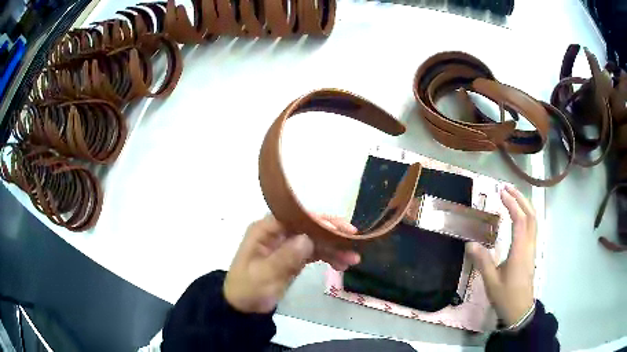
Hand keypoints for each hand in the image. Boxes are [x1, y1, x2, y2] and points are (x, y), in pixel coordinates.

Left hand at [224, 214, 360, 312]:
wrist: (244, 308)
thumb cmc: (249, 289)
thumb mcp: (265, 275)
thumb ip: (286, 256)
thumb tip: (308, 238)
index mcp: (265, 230)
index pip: (295, 217)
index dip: (318, 221)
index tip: (339, 230)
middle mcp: (277, 233)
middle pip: (308, 227)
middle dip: (331, 234)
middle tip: (354, 240)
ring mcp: (286, 245)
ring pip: (314, 240)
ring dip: (334, 248)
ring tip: (354, 259)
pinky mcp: (293, 257)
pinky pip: (313, 253)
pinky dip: (328, 257)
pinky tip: (342, 265)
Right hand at [466, 185, 535, 326]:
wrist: (520, 310)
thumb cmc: (506, 296)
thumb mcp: (491, 281)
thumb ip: (482, 261)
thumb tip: (470, 243)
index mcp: (520, 250)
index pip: (520, 220)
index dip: (512, 204)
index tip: (501, 193)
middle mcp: (529, 245)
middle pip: (531, 215)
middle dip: (520, 198)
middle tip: (507, 188)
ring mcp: (532, 248)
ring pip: (534, 220)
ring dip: (525, 205)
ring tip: (513, 196)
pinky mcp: (531, 252)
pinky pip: (532, 227)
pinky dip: (527, 215)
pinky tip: (519, 216)